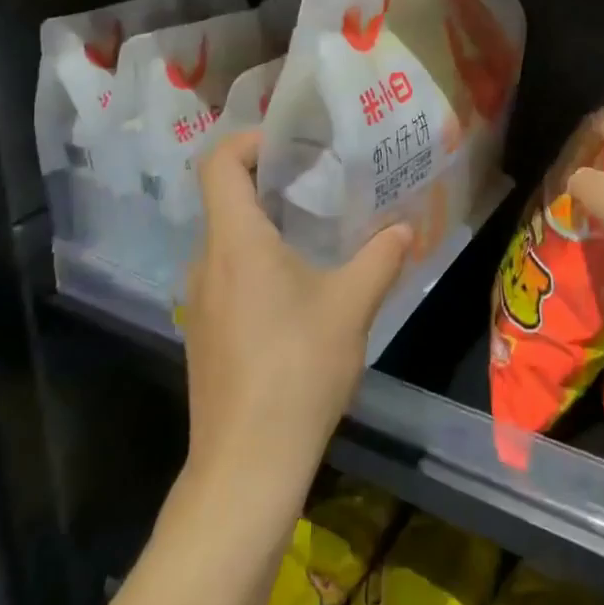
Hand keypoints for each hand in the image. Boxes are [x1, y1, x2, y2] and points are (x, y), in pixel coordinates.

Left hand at [180, 131, 412, 503]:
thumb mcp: (352, 306)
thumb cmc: (298, 369)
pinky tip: (297, 290)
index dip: (249, 140)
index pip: (218, 163)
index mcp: (235, 241)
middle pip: (223, 198)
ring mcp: (199, 301)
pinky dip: (256, 262)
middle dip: (268, 181)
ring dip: (264, 225)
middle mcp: (206, 262)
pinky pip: (226, 275)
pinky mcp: (203, 333)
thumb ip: (380, 258)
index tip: (291, 143)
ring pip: (226, 240)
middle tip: (318, 180)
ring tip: (314, 231)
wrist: (246, 464)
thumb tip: (404, 230)